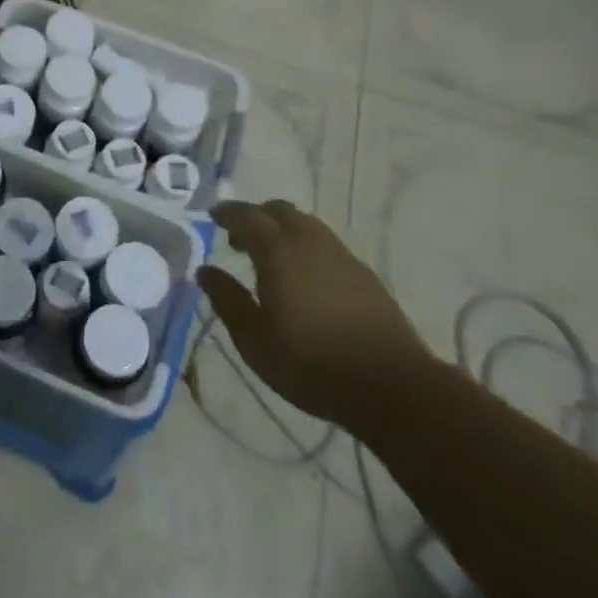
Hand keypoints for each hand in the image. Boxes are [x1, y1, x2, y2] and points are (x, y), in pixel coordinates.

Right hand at [196, 201, 432, 434]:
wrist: (392, 386)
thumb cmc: (311, 364)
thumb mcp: (254, 339)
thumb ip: (227, 299)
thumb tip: (204, 270)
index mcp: (278, 252)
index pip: (247, 216)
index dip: (227, 212)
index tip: (212, 215)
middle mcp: (310, 242)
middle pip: (280, 211)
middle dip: (256, 216)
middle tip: (239, 238)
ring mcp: (342, 256)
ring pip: (307, 225)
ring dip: (283, 230)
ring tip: (272, 257)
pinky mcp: (365, 275)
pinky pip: (326, 244)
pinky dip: (307, 246)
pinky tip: (306, 277)